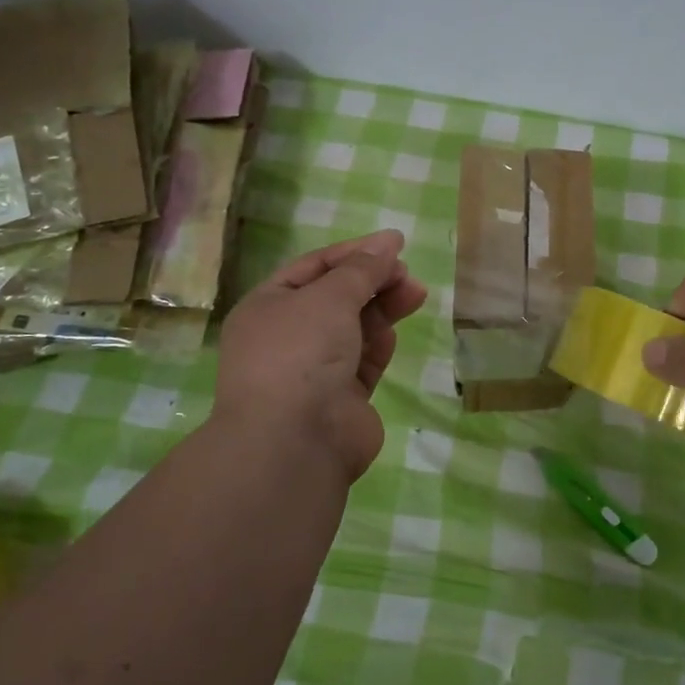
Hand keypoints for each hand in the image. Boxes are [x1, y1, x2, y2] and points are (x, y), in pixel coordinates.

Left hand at [214, 230, 427, 479]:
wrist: (295, 442)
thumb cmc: (300, 353)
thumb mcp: (330, 297)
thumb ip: (362, 269)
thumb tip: (388, 242)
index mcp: (268, 307)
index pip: (314, 267)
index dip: (354, 252)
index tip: (394, 243)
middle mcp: (287, 337)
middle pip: (337, 297)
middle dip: (373, 280)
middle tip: (407, 272)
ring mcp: (313, 371)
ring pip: (354, 328)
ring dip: (383, 308)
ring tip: (416, 293)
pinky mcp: (341, 399)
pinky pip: (363, 362)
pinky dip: (378, 345)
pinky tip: (392, 334)